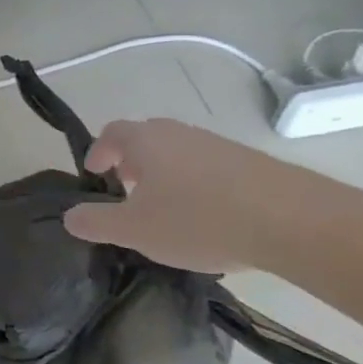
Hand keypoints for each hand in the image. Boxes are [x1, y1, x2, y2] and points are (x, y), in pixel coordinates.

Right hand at [63, 118, 281, 273]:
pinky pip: (209, 168)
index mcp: (146, 141)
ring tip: (165, 209)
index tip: (94, 174)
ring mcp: (219, 145)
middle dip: (131, 162)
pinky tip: (205, 218)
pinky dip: (196, 185)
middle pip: (146, 138)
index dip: (98, 151)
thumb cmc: (198, 220)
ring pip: (179, 153)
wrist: (293, 222)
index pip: (111, 133)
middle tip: (125, 191)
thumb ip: (95, 222)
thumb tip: (69, 216)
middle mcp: (181, 133)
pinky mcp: (251, 163)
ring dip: (164, 175)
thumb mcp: (133, 230)